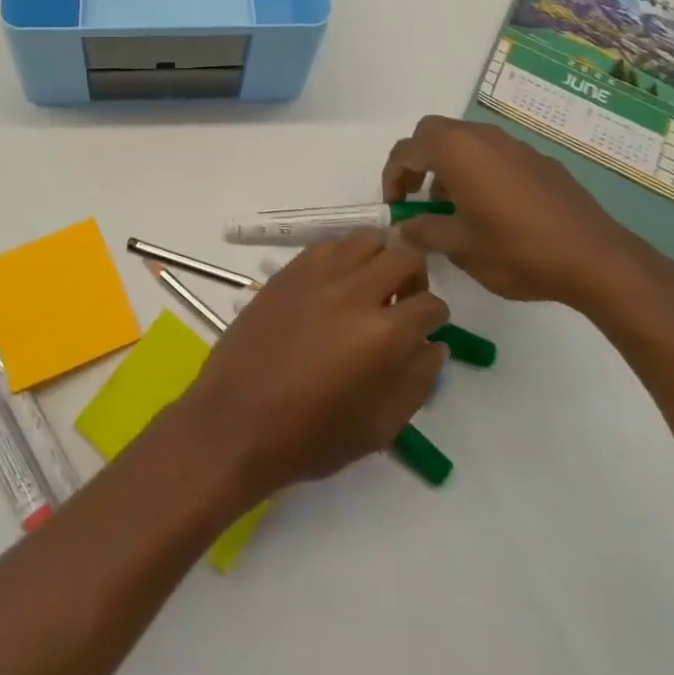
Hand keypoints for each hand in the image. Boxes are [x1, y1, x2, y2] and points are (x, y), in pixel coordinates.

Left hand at [178, 231, 448, 499]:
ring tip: (371, 287)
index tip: (427, 329)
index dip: (436, 318)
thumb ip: (416, 382)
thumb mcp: (379, 426)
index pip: (431, 305)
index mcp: (383, 335)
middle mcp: (354, 292)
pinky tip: (336, 284)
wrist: (236, 419)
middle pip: (404, 254)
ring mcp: (318, 275)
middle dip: (416, 276)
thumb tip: (433, 345)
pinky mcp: (288, 270)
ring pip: (366, 238)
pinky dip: (343, 256)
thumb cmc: (310, 436)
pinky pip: (329, 245)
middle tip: (404, 301)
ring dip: (380, 257)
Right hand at [384, 114, 665, 311]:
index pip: (406, 150)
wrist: (596, 258)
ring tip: (454, 208)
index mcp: (455, 151)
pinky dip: (480, 171)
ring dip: (449, 166)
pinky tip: (493, 210)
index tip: (395, 206)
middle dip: (419, 161)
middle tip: (418, 198)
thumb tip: (403, 227)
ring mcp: (513, 145)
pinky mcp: (539, 160)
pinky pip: (495, 155)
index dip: (392, 176)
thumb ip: (424, 231)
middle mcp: (481, 136)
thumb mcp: (460, 248)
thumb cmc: (517, 250)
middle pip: (434, 134)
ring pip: (466, 142)